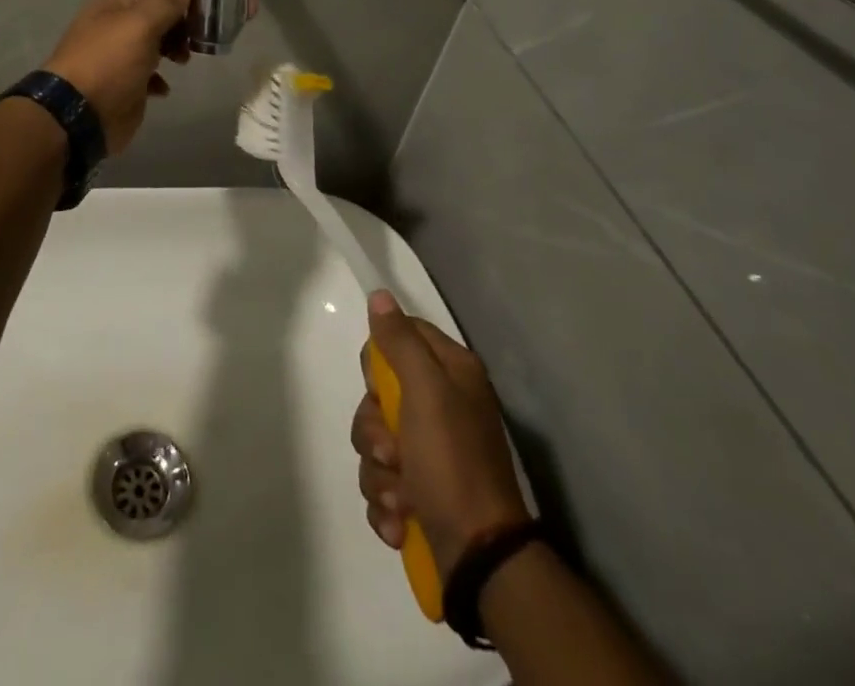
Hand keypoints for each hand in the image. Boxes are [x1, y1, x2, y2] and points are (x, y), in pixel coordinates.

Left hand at [43, 0, 194, 155]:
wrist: (77, 118)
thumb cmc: (110, 63)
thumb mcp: (141, 25)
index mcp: (117, 4)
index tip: (216, 5)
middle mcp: (117, 25)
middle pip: (160, 16)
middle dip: (185, 23)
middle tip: (206, 35)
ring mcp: (120, 56)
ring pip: (157, 44)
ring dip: (175, 49)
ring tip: (185, 60)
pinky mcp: (124, 85)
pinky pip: (149, 75)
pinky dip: (160, 78)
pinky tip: (164, 87)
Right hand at [352, 292, 530, 577]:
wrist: (479, 558)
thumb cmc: (452, 463)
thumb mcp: (426, 392)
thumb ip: (400, 342)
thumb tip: (380, 296)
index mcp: (451, 373)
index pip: (401, 336)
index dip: (381, 360)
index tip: (382, 388)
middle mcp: (441, 405)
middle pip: (379, 395)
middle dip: (375, 430)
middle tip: (392, 452)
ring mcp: (430, 451)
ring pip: (376, 442)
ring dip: (379, 474)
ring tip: (402, 498)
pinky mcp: (420, 492)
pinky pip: (382, 483)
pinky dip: (386, 504)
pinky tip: (401, 521)